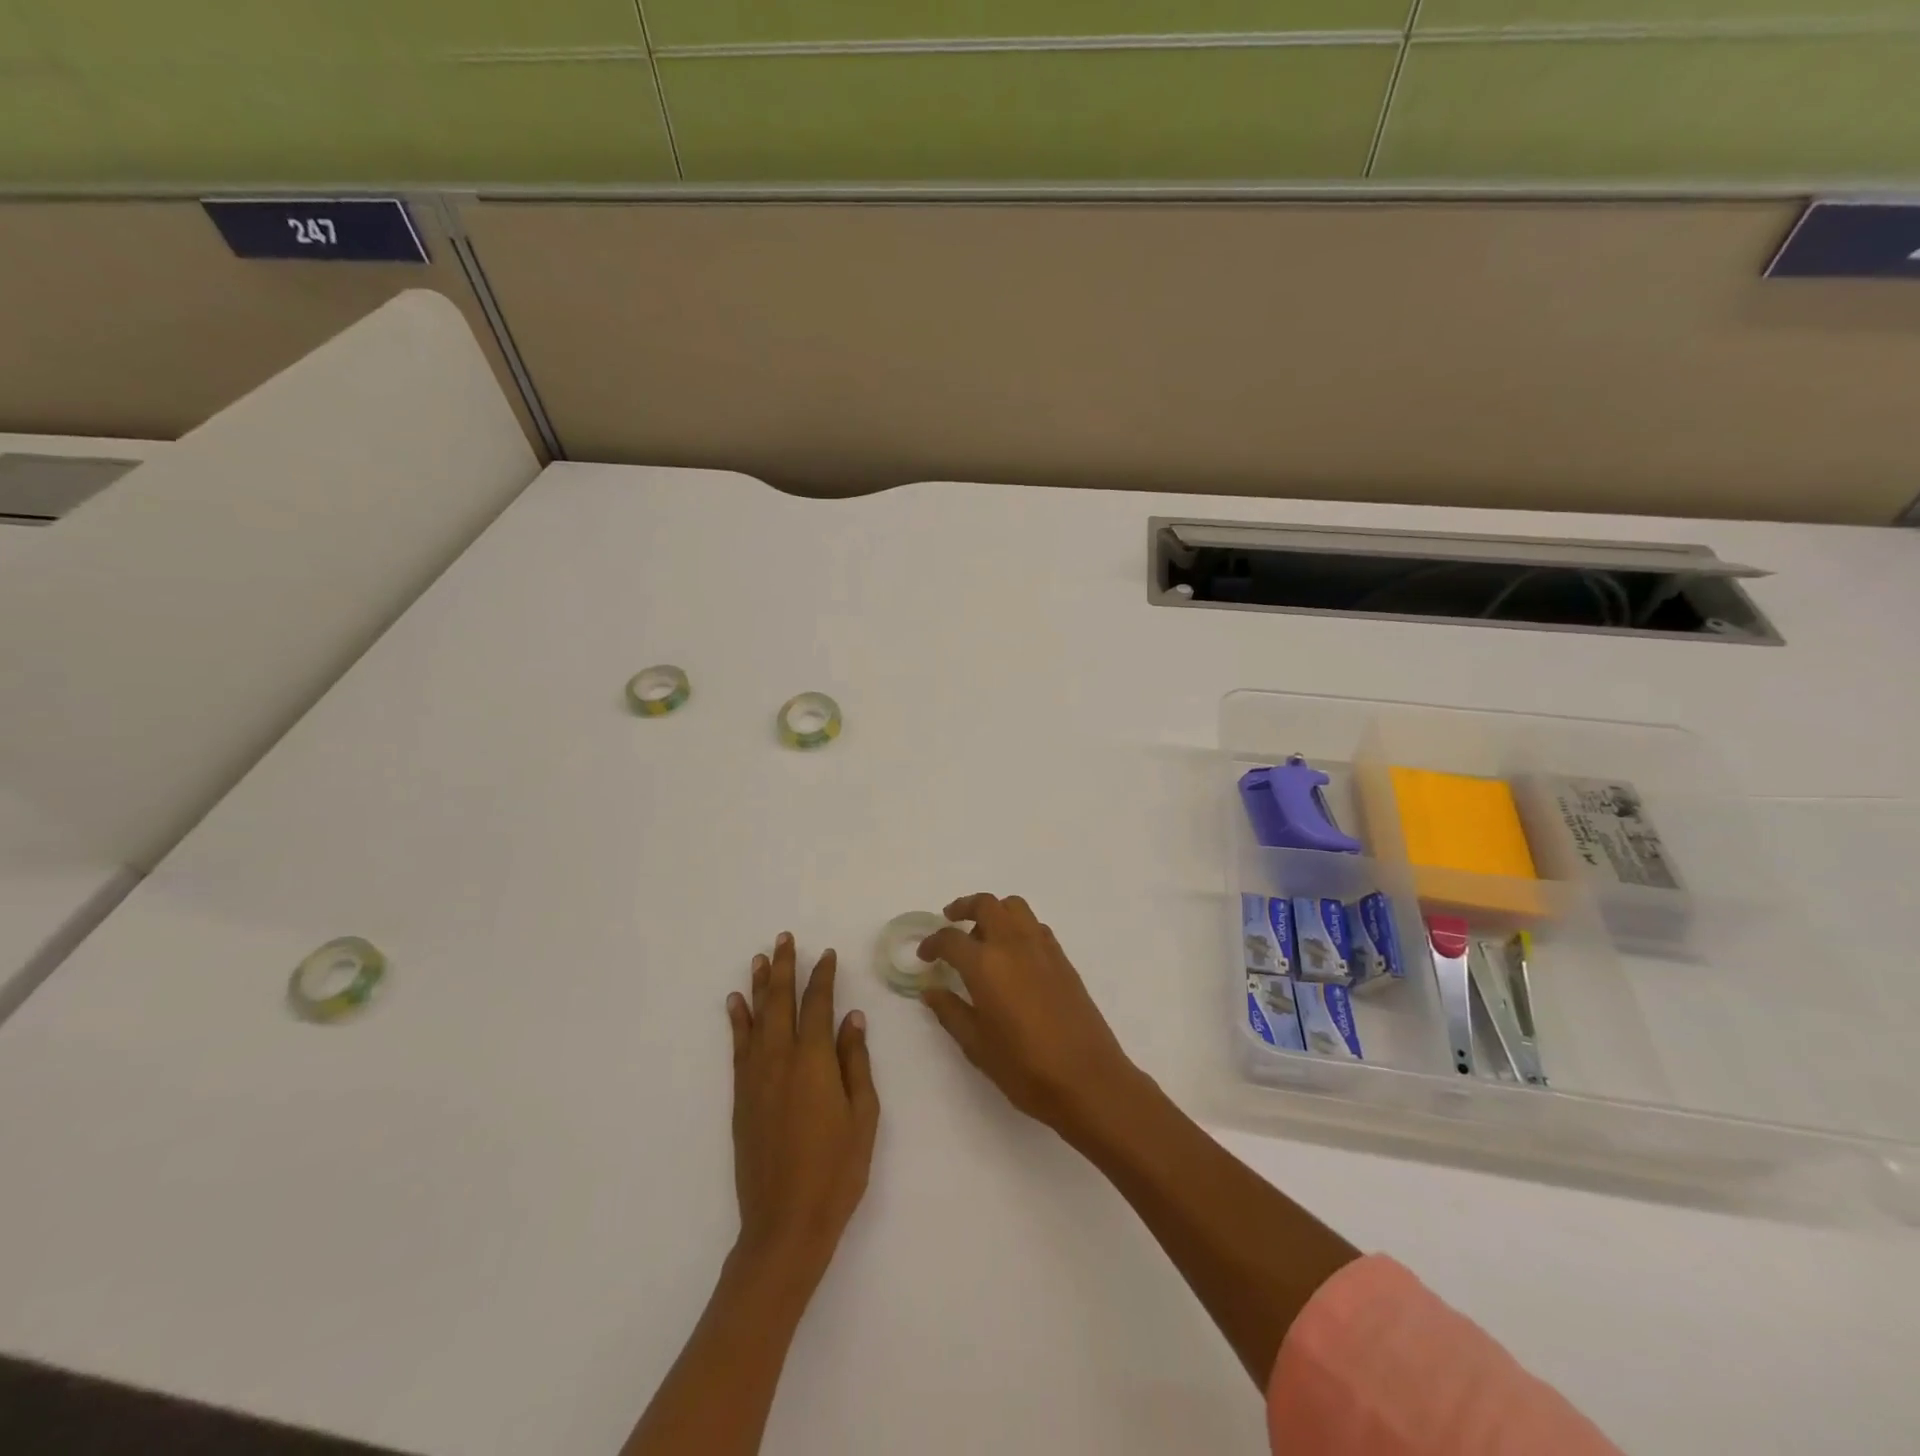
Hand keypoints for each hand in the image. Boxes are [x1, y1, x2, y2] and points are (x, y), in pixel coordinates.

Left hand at [726, 933, 878, 1291]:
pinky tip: (736, 1004)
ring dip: (760, 986)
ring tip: (760, 958)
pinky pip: (738, 1047)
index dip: (823, 977)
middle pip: (781, 1002)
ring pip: (756, 1019)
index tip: (827, 954)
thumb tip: (852, 1018)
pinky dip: (737, 1022)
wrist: (785, 1224)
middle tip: (785, 939)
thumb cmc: (837, 1171)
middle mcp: (780, 1060)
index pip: (818, 1005)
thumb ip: (855, 1062)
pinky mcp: (741, 1098)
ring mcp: (756, 1078)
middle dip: (785, 968)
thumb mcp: (863, 1116)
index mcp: (814, 1061)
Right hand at [919, 894, 1142, 1140]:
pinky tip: (1013, 955)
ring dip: (994, 911)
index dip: (932, 943)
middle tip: (950, 921)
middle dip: (963, 908)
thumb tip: (931, 990)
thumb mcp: (977, 1045)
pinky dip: (1018, 927)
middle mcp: (1013, 944)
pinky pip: (1035, 926)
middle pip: (986, 904)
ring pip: (1014, 907)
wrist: (1088, 1079)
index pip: (950, 939)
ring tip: (983, 935)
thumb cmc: (1024, 1068)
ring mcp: (1042, 948)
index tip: (925, 955)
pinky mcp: (1062, 958)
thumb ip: (950, 1011)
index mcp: (986, 965)